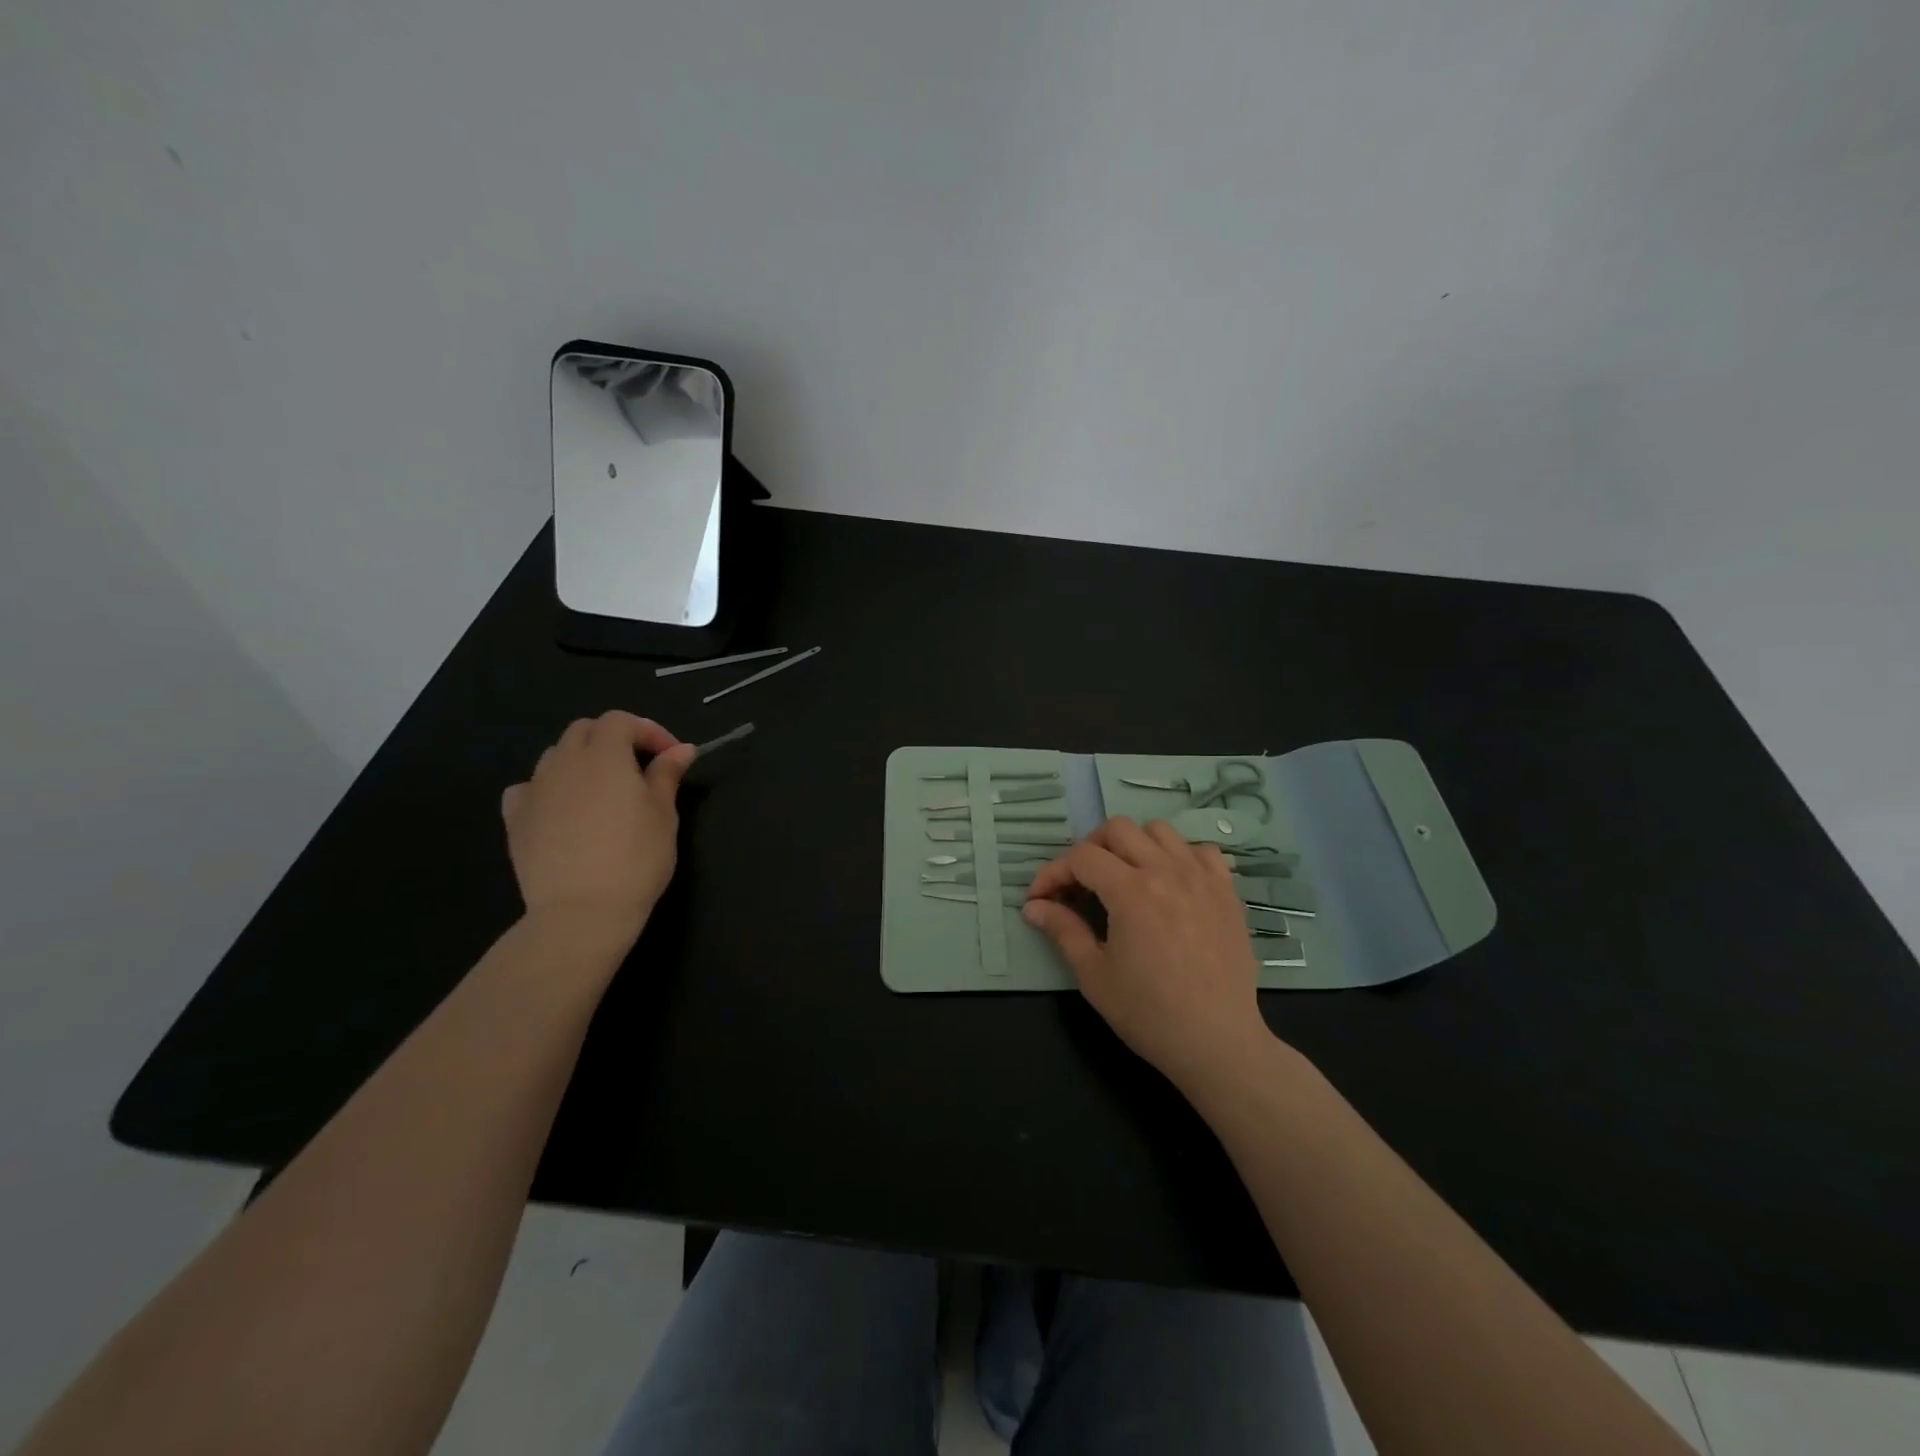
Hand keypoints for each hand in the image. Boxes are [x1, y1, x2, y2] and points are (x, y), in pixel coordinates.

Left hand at [501, 712, 695, 946]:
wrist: (582, 911)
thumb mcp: (664, 814)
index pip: (621, 721)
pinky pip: (529, 788)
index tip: (672, 757)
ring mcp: (534, 789)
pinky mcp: (515, 819)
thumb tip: (681, 749)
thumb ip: (667, 775)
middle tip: (640, 766)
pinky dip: (549, 788)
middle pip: (584, 730)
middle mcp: (564, 763)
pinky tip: (563, 810)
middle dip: (613, 739)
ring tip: (604, 789)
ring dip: (582, 760)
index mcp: (604, 755)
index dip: (649, 731)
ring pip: (556, 756)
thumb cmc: (635, 858)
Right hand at [1024, 817, 1273, 1095]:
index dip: (1052, 872)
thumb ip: (1063, 930)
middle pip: (1118, 829)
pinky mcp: (1227, 892)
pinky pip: (1202, 850)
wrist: (1217, 1043)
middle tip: (1080, 883)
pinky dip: (1180, 856)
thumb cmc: (1149, 1013)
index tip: (1039, 899)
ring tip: (1124, 877)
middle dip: (1089, 849)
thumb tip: (1033, 907)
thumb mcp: (1094, 975)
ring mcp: (1202, 877)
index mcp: (1131, 891)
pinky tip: (1171, 883)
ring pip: (1160, 830)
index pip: (1081, 857)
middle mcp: (1167, 871)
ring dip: (1133, 845)